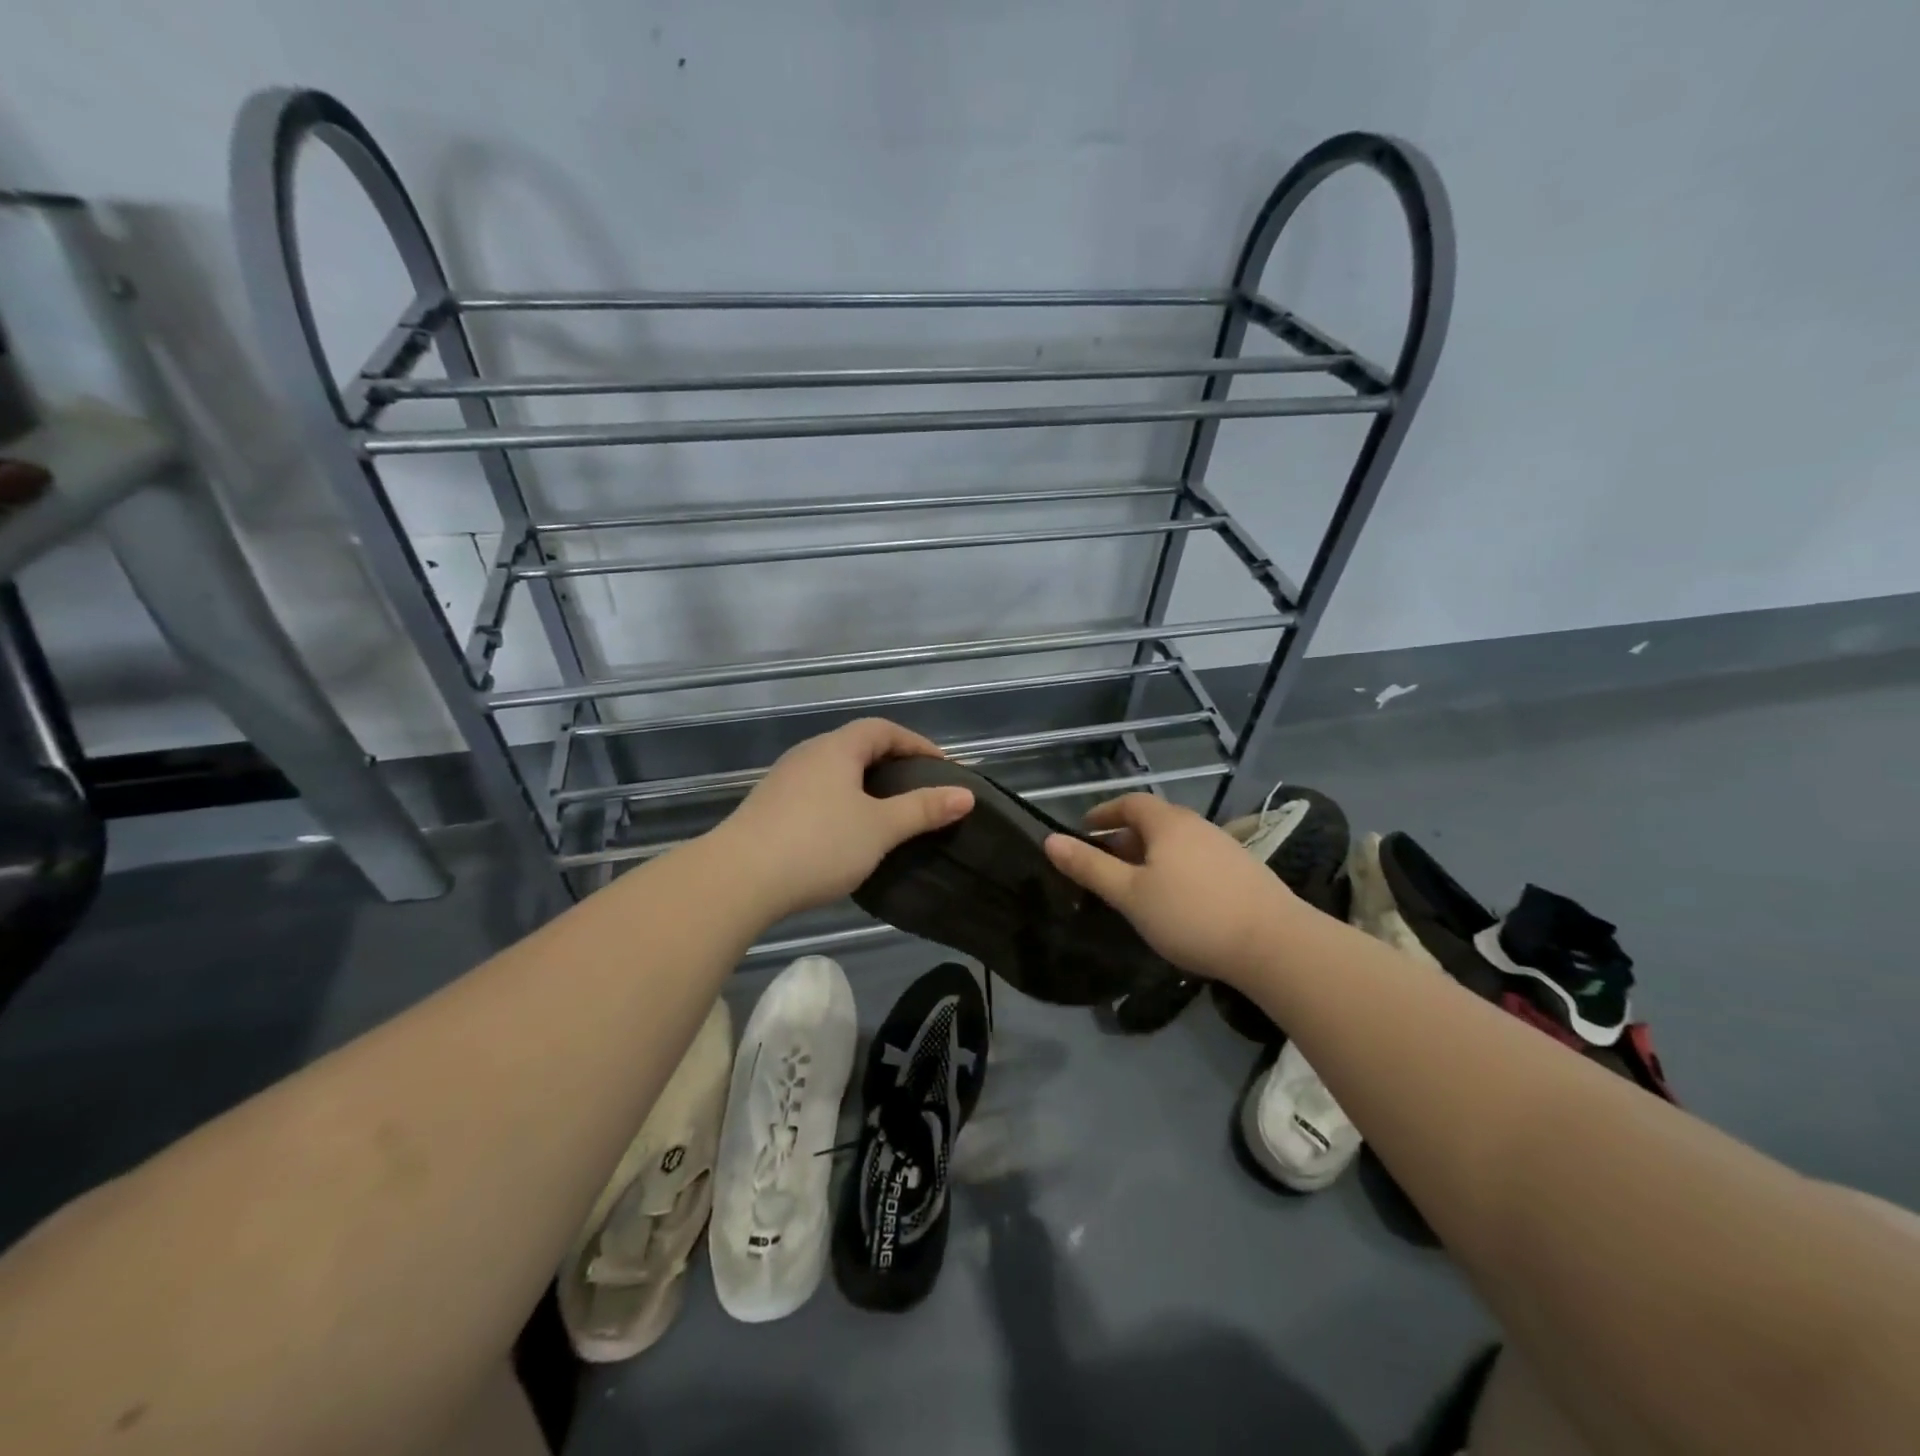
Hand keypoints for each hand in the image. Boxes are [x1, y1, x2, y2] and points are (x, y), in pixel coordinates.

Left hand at [712, 718, 973, 921]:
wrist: (738, 879)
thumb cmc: (818, 844)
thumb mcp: (880, 828)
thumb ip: (923, 809)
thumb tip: (965, 795)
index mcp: (836, 748)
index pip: (883, 729)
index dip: (916, 743)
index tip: (943, 768)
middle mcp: (808, 755)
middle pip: (857, 747)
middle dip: (892, 764)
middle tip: (919, 791)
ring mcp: (783, 781)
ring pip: (835, 772)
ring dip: (865, 787)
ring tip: (888, 815)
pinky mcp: (768, 808)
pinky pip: (816, 794)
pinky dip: (841, 804)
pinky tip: (847, 834)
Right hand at [1042, 794, 1296, 982]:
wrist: (1274, 944)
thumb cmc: (1191, 914)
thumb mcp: (1129, 894)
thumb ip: (1090, 867)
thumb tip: (1050, 840)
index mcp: (1167, 823)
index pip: (1129, 803)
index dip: (1104, 812)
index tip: (1083, 829)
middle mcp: (1197, 826)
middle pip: (1153, 822)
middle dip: (1124, 838)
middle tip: (1103, 864)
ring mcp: (1224, 847)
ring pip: (1176, 843)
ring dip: (1150, 856)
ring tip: (1134, 886)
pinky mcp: (1243, 871)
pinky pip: (1196, 860)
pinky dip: (1174, 869)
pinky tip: (1174, 900)